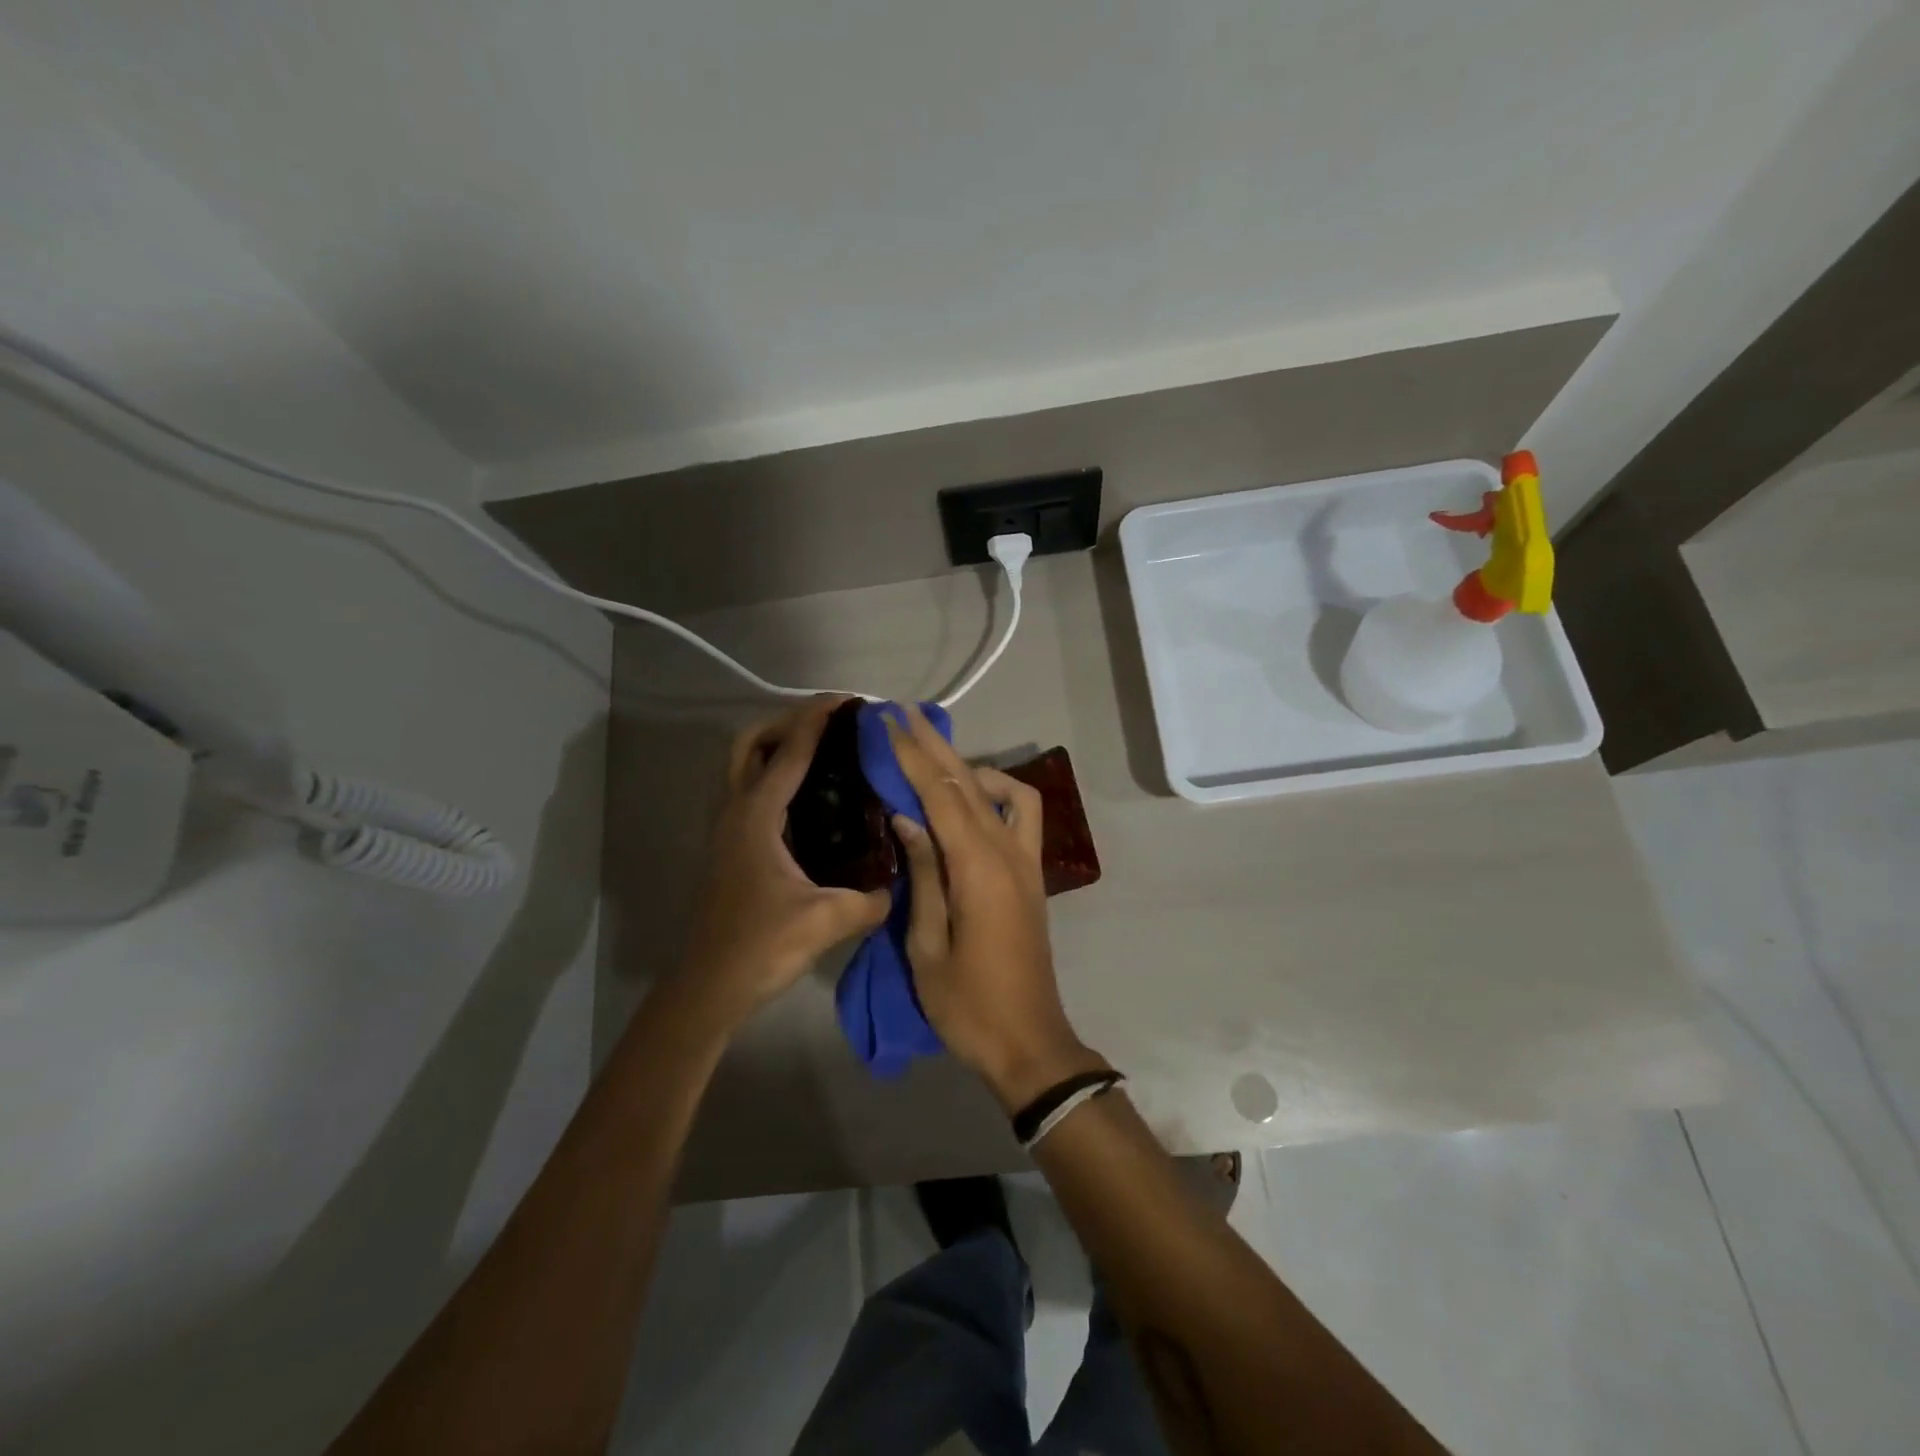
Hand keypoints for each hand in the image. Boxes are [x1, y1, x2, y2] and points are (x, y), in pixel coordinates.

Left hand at [676, 698, 890, 1031]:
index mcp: (757, 816)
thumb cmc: (760, 946)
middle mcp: (737, 811)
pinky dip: (777, 775)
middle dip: (788, 721)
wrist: (709, 986)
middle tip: (832, 724)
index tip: (849, 701)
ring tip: (826, 752)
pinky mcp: (733, 846)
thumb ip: (870, 900)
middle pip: (751, 743)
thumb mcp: (824, 922)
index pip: (789, 752)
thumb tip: (899, 886)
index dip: (818, 720)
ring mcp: (730, 828)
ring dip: (779, 745)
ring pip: (746, 765)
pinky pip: (753, 791)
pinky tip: (814, 799)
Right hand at [884, 703, 1108, 1110]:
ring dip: (968, 765)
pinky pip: (1023, 816)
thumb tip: (907, 817)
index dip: (912, 755)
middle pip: (970, 782)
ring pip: (1003, 791)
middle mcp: (1009, 853)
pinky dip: (998, 793)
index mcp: (978, 869)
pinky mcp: (1033, 875)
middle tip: (902, 713)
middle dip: (934, 744)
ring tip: (931, 758)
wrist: (1029, 1042)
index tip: (886, 723)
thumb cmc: (967, 1004)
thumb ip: (922, 873)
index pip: (940, 794)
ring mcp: (1027, 862)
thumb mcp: (926, 944)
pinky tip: (971, 800)